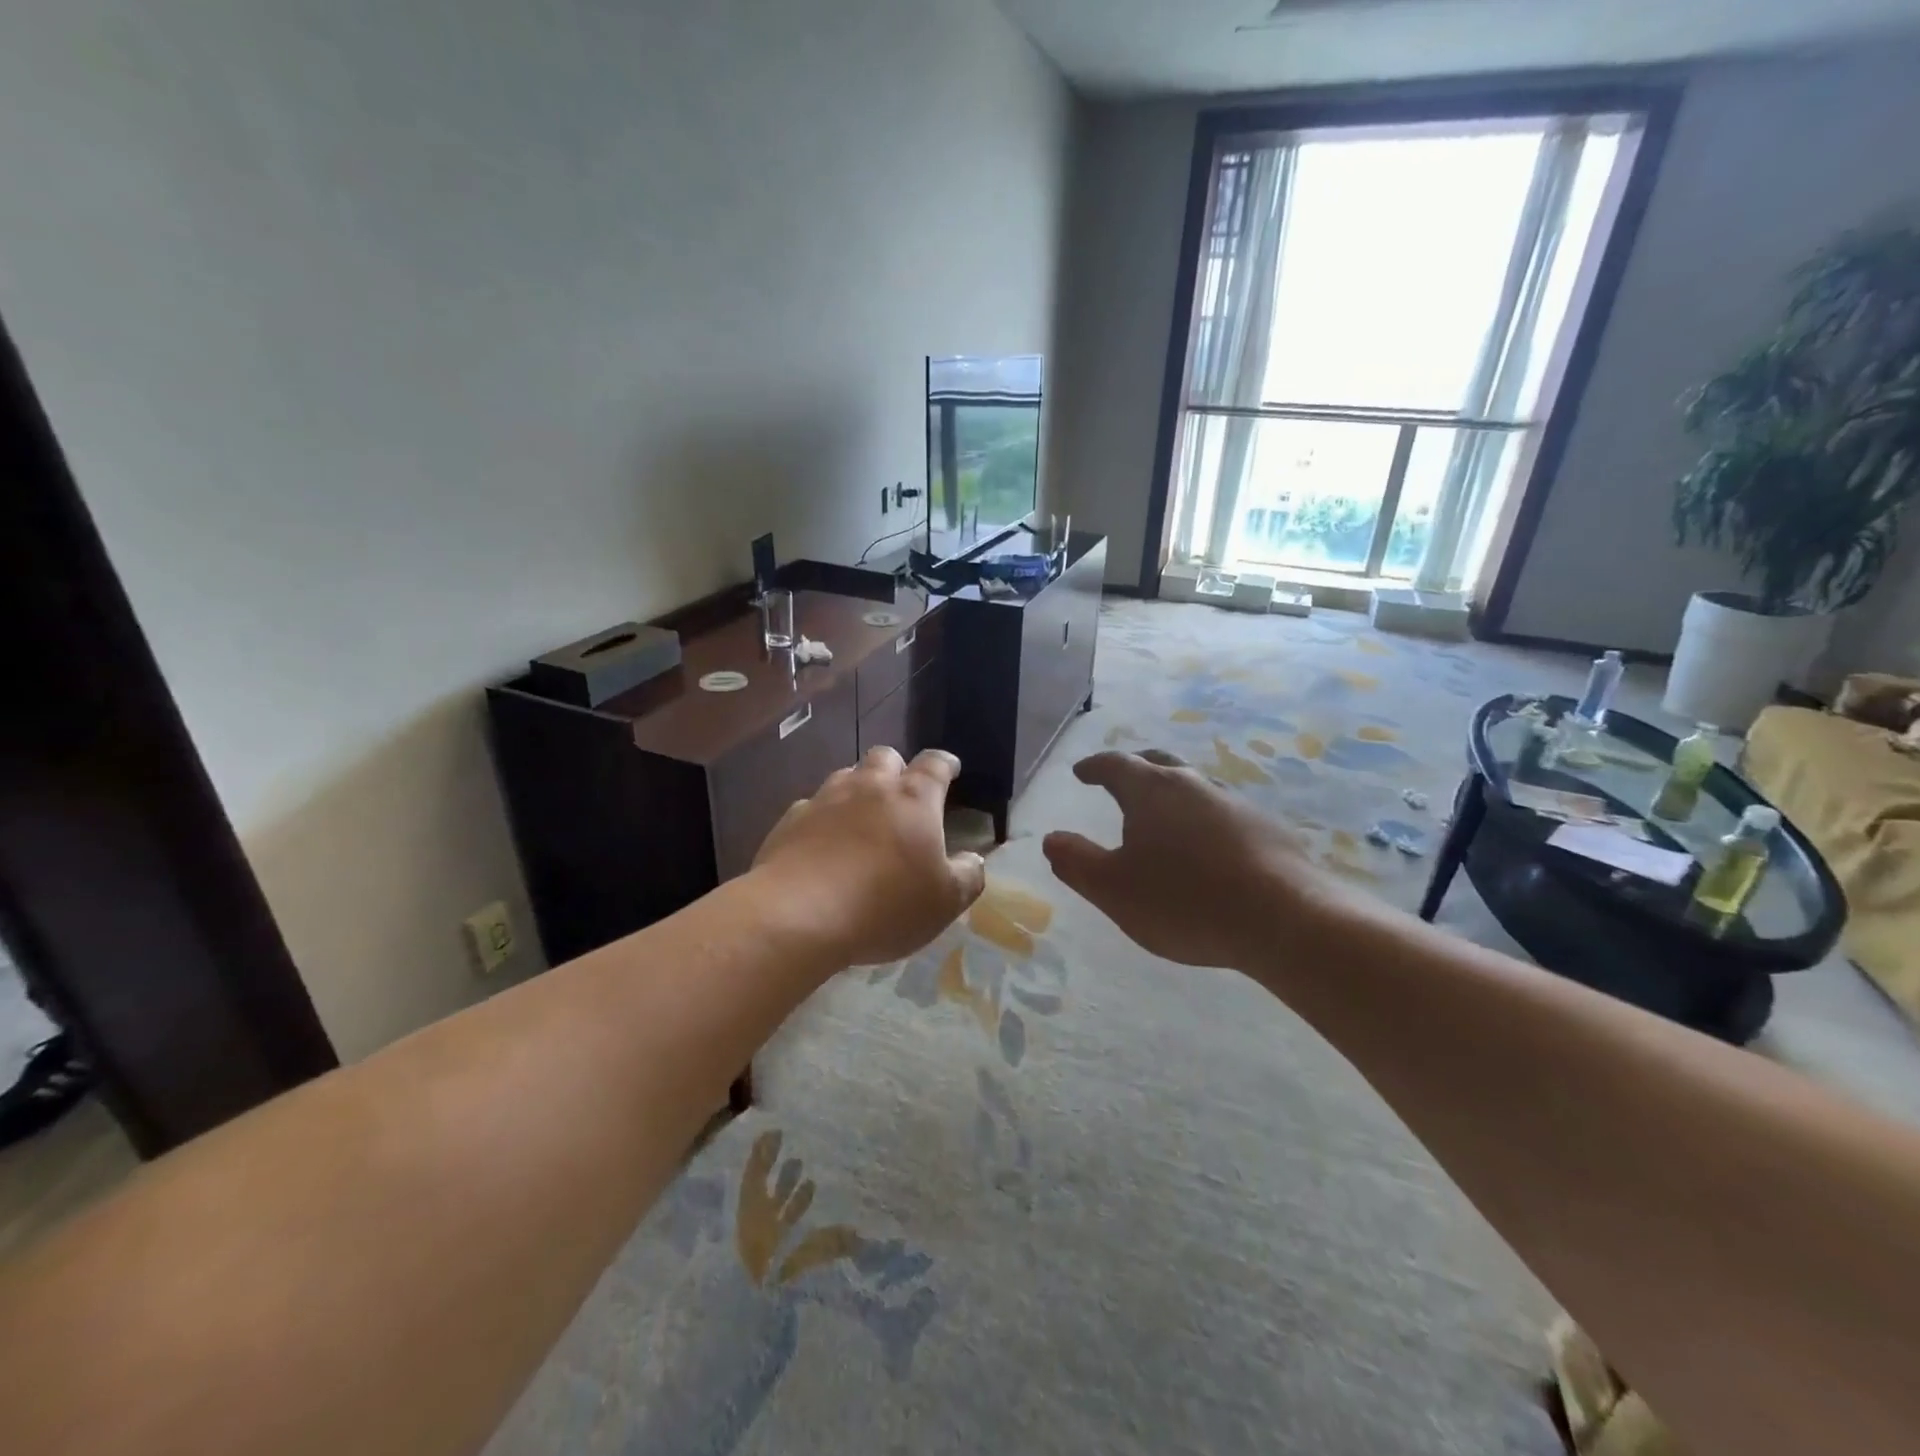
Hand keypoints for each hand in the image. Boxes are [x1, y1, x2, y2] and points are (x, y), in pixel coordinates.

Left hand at [754, 747, 986, 966]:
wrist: (798, 915)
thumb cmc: (885, 906)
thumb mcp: (945, 902)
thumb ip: (966, 876)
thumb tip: (973, 858)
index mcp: (913, 800)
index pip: (935, 765)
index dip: (945, 764)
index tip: (950, 768)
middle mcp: (869, 788)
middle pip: (885, 757)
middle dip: (896, 768)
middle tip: (901, 793)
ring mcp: (825, 800)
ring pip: (845, 776)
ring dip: (858, 789)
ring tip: (861, 816)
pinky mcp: (790, 821)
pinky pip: (812, 807)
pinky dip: (823, 817)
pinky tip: (822, 844)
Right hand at [1042, 750, 1353, 969]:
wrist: (1283, 919)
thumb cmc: (1183, 901)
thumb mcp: (1113, 890)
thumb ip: (1077, 862)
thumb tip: (1052, 838)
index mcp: (1151, 792)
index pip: (1115, 765)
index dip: (1094, 767)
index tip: (1081, 772)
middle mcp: (1193, 785)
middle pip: (1158, 765)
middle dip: (1135, 770)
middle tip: (1121, 782)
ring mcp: (1235, 803)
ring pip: (1195, 788)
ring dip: (1173, 795)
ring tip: (1164, 818)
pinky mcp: (1267, 829)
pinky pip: (1223, 814)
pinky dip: (1204, 821)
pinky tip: (1208, 849)